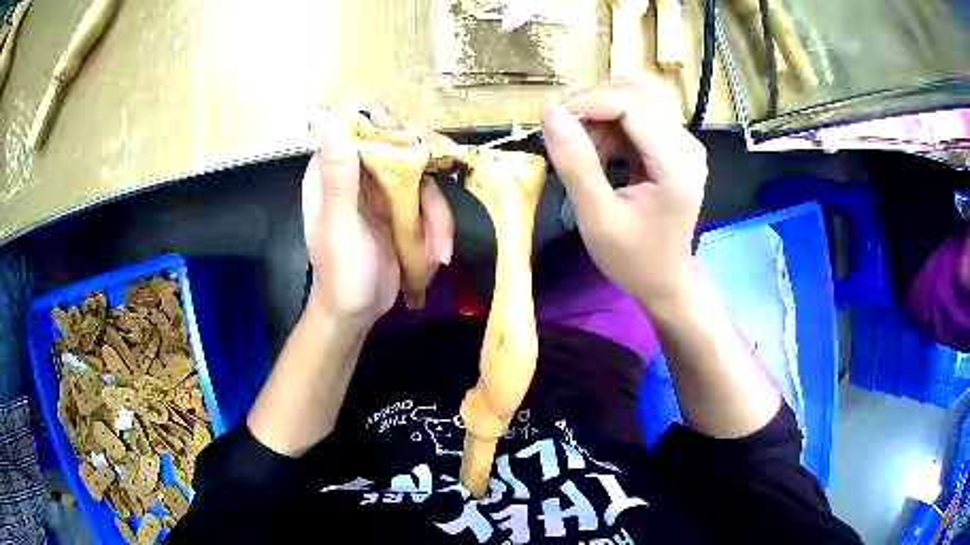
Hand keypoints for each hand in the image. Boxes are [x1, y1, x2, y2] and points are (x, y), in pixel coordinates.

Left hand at [302, 106, 453, 327]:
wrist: (357, 312)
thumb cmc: (340, 273)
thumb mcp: (339, 227)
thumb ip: (339, 178)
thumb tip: (334, 121)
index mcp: (331, 172)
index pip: (356, 128)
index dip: (383, 123)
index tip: (410, 140)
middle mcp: (357, 173)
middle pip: (397, 145)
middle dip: (423, 170)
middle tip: (436, 196)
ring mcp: (382, 190)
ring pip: (420, 177)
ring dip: (436, 214)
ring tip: (439, 252)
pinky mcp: (402, 209)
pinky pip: (428, 202)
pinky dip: (438, 227)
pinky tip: (439, 255)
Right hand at [540, 79, 707, 309]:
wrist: (666, 281)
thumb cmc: (634, 259)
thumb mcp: (597, 217)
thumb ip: (575, 163)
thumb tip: (549, 112)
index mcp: (676, 163)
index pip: (632, 104)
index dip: (588, 101)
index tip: (551, 119)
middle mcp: (686, 144)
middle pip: (635, 95)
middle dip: (592, 107)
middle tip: (564, 136)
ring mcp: (683, 143)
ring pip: (635, 101)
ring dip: (600, 117)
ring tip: (582, 153)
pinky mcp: (675, 146)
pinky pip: (638, 117)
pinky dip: (610, 128)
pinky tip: (600, 155)